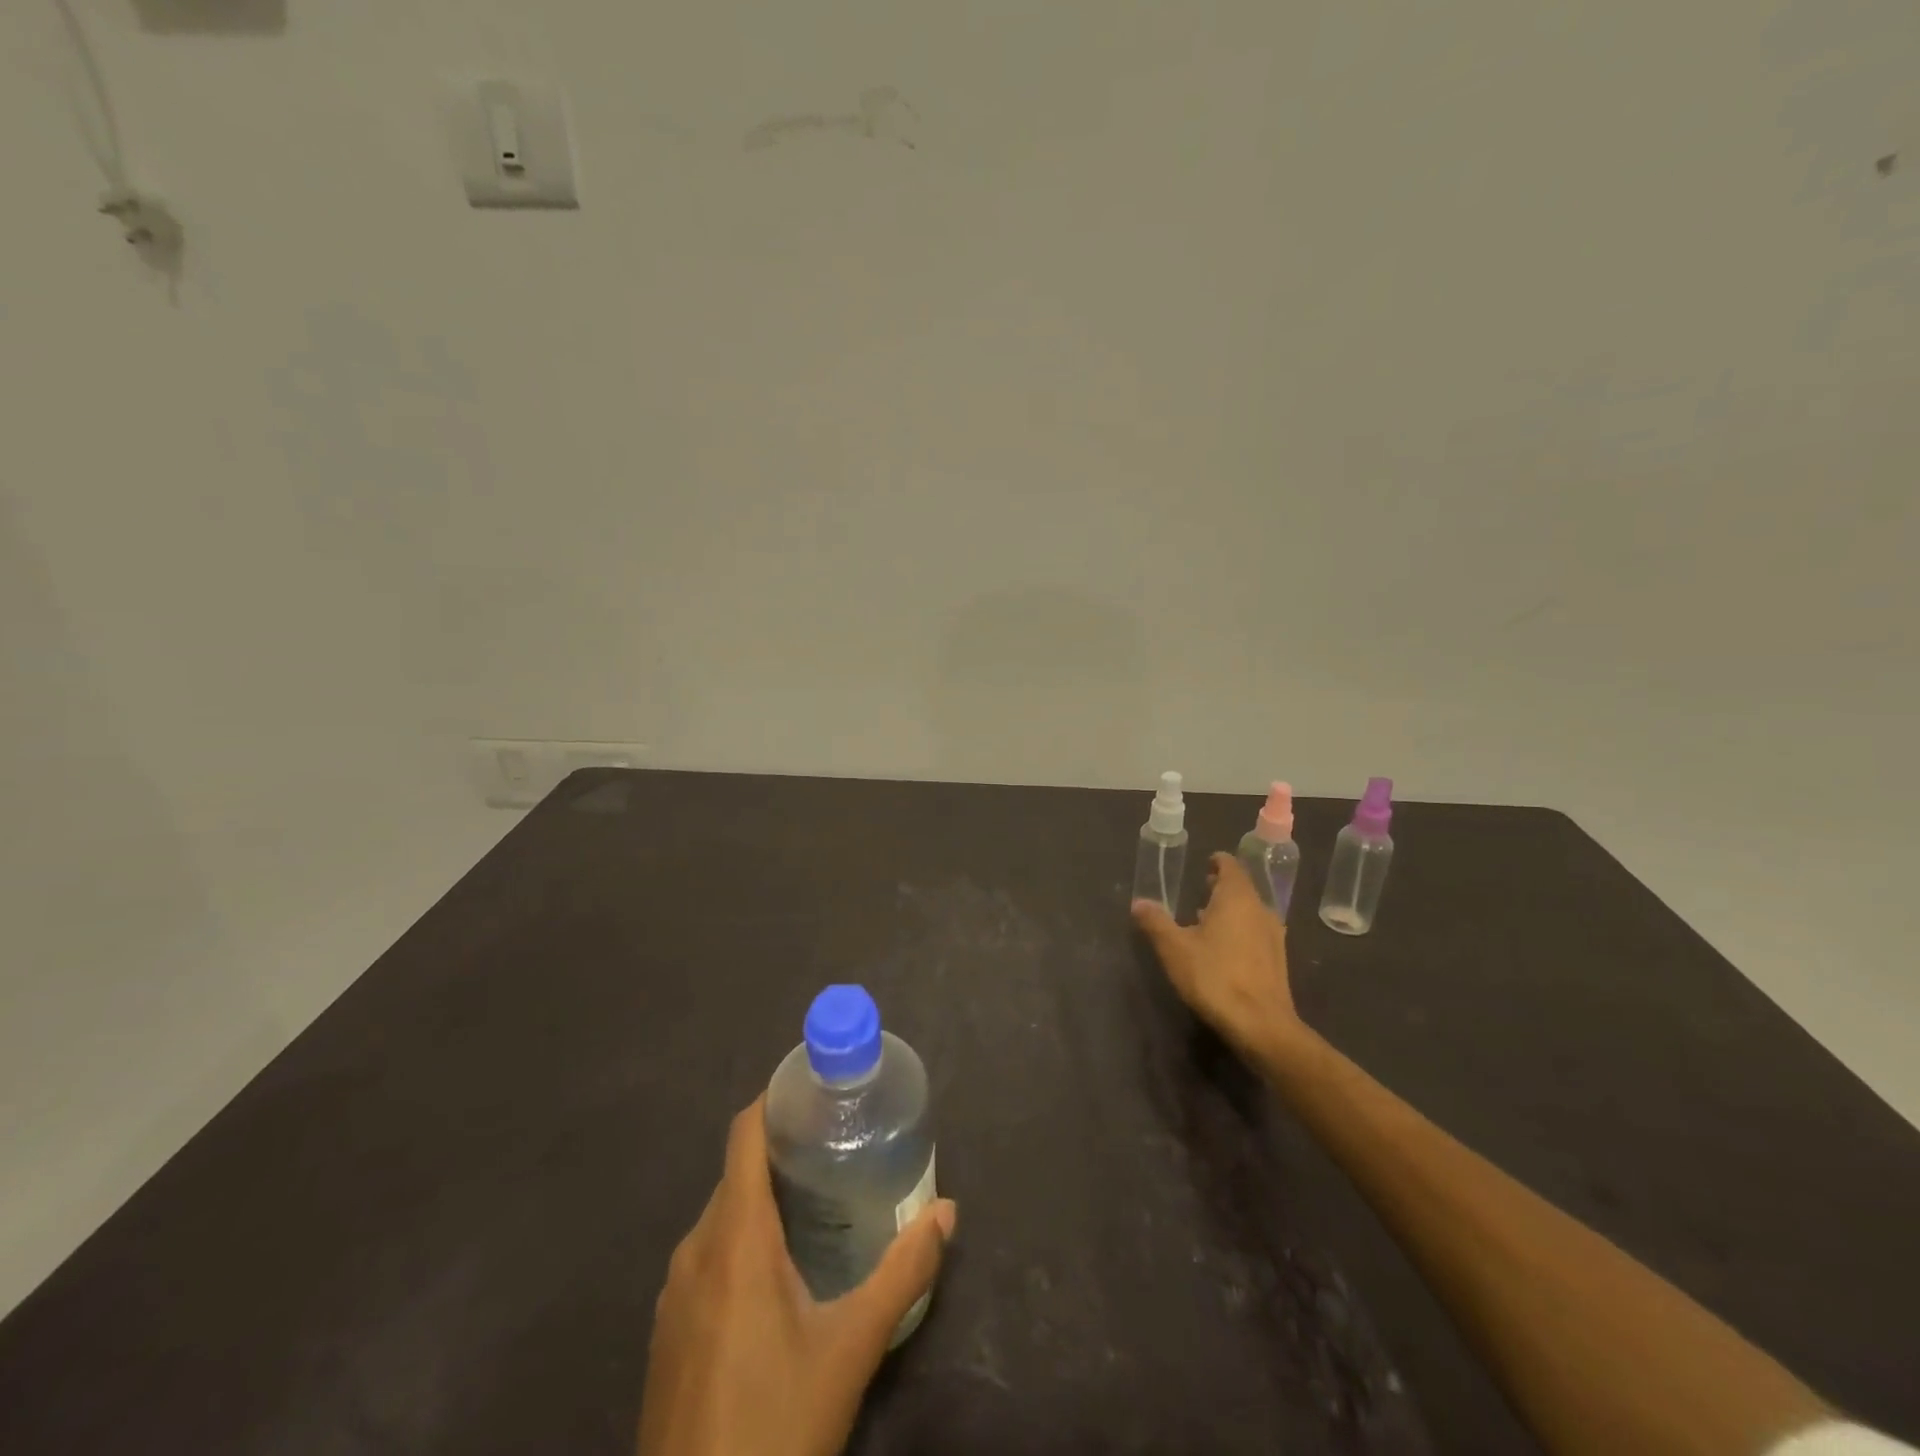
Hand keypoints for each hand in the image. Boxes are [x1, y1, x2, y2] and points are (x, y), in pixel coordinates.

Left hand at [636, 1096, 956, 1455]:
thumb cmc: (774, 1427)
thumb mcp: (851, 1348)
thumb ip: (904, 1272)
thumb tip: (948, 1211)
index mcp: (735, 1238)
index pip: (744, 1134)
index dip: (775, 1100)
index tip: (818, 1090)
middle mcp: (696, 1250)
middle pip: (738, 1173)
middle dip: (783, 1151)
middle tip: (838, 1147)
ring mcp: (674, 1293)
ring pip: (723, 1216)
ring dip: (764, 1197)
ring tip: (818, 1201)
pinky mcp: (668, 1331)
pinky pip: (708, 1256)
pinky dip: (742, 1239)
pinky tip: (780, 1275)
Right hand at [1133, 852, 1302, 1065]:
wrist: (1261, 1025)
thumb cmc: (1214, 977)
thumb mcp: (1174, 948)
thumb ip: (1155, 922)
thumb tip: (1139, 902)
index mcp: (1236, 898)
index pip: (1230, 866)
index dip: (1217, 862)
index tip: (1204, 864)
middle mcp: (1260, 909)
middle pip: (1242, 888)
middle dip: (1221, 887)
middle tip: (1200, 888)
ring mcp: (1273, 935)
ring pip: (1250, 911)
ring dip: (1230, 910)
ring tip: (1206, 919)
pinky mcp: (1277, 960)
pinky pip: (1256, 932)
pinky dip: (1240, 930)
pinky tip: (1223, 949)